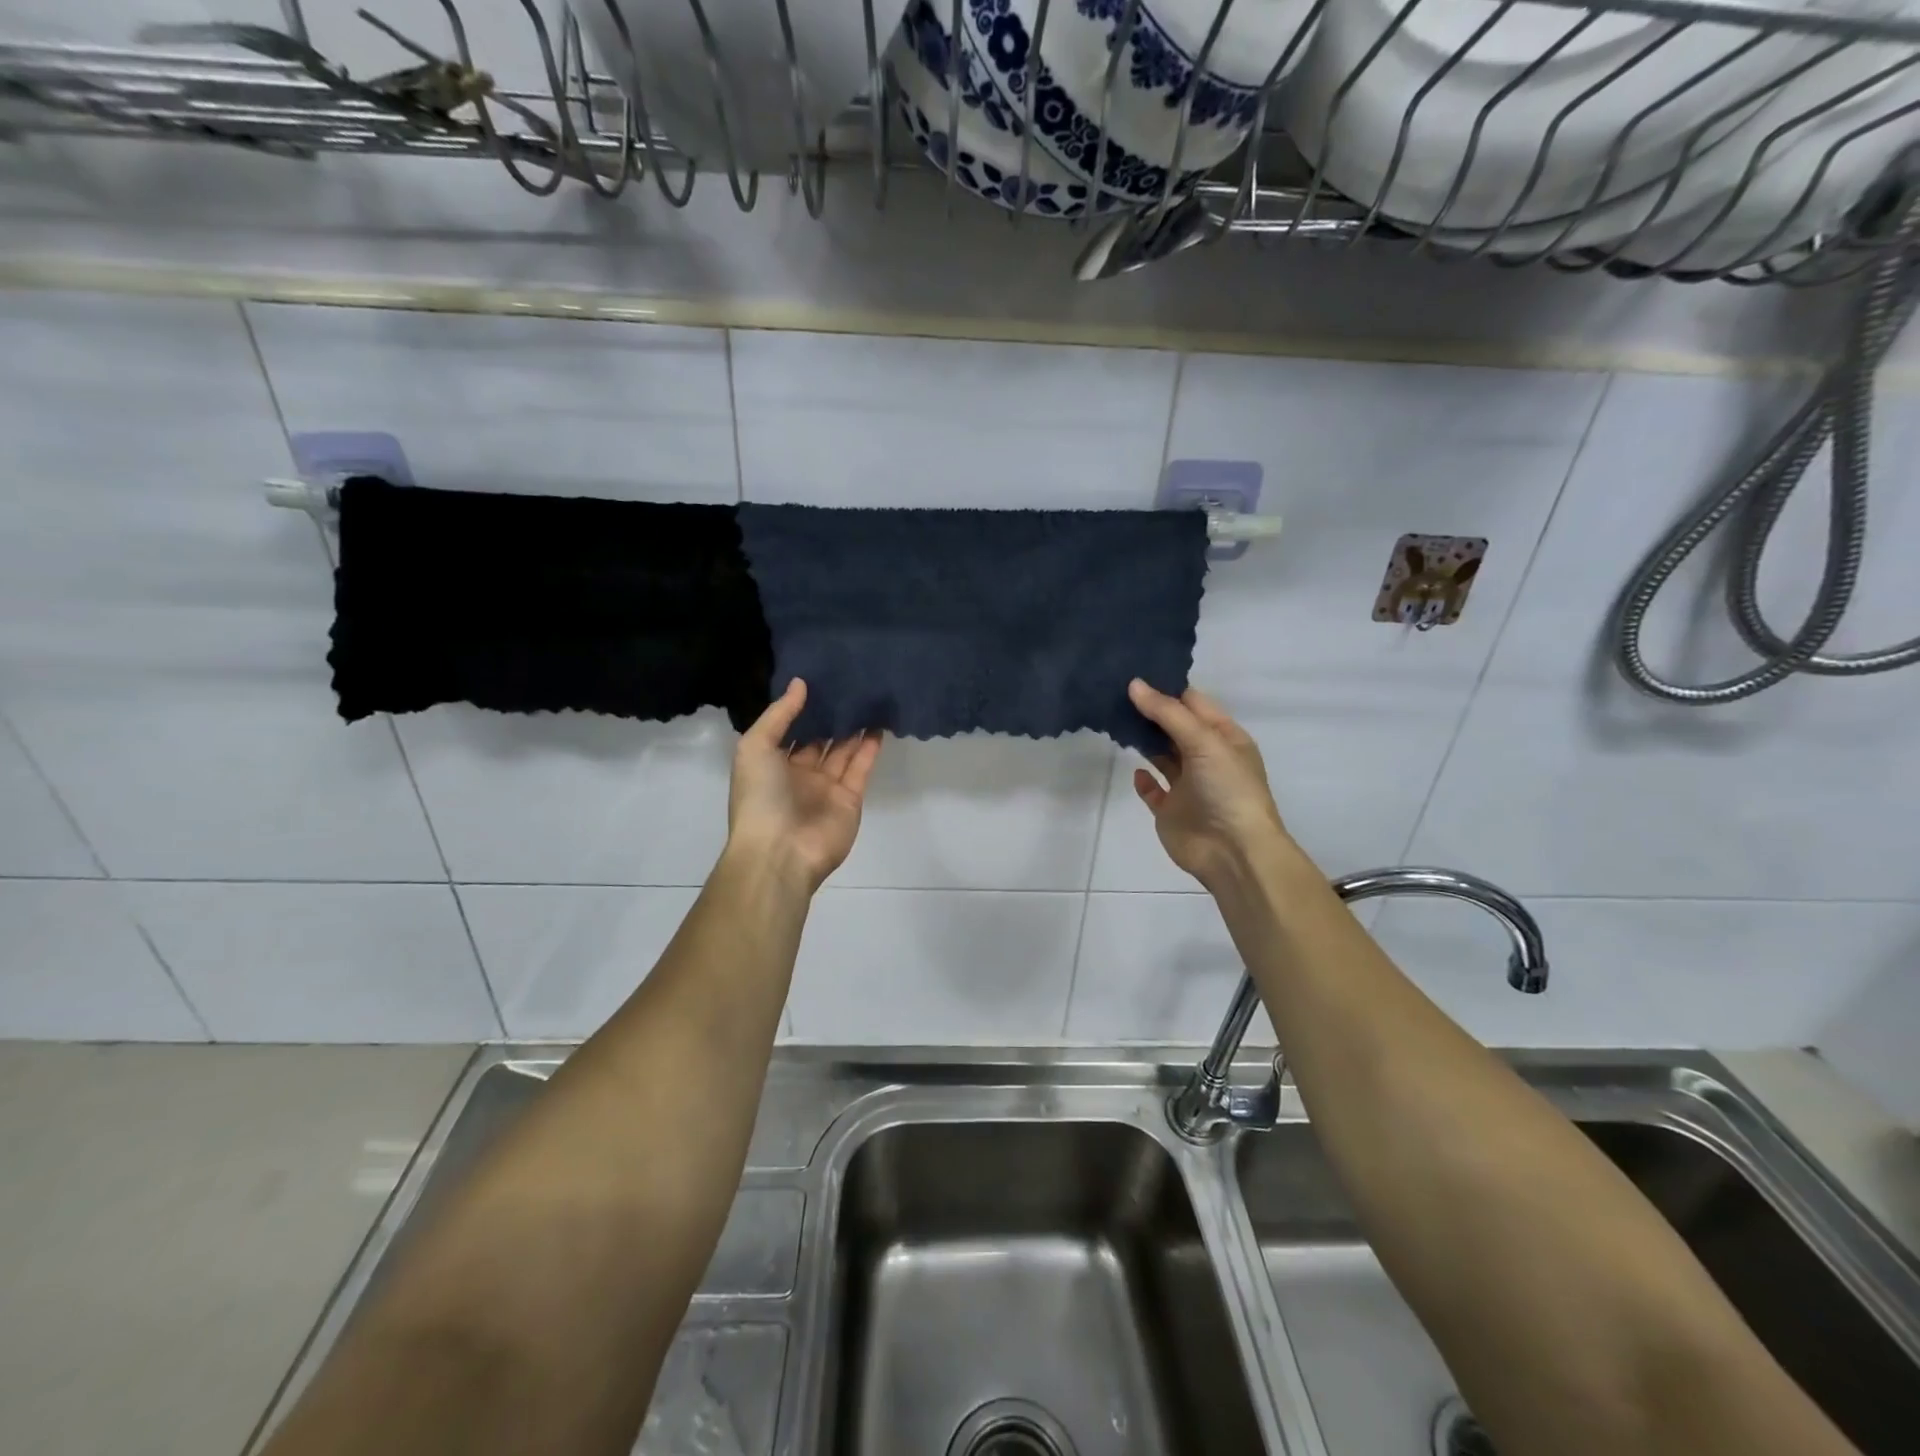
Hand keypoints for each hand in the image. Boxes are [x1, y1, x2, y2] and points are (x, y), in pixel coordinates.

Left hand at [728, 679, 881, 892]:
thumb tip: (800, 683)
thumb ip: (779, 714)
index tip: (818, 679)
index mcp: (770, 764)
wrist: (780, 851)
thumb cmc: (760, 797)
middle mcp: (799, 775)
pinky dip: (870, 747)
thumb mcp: (755, 747)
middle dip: (830, 716)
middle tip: (848, 683)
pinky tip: (878, 722)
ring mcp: (826, 788)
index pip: (789, 731)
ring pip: (843, 751)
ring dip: (854, 727)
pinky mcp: (850, 798)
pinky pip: (861, 767)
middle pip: (818, 739)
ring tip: (868, 697)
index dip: (802, 708)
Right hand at [1127, 679, 1292, 892]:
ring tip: (1114, 720)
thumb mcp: (1205, 742)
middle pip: (1174, 727)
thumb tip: (1134, 684)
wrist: (1233, 852)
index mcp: (1224, 738)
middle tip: (1114, 693)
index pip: (1193, 703)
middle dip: (1149, 712)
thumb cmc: (1227, 789)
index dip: (1166, 688)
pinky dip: (1143, 780)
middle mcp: (1207, 758)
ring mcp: (1188, 785)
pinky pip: (1152, 790)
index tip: (1134, 672)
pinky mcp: (1170, 810)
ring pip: (1161, 755)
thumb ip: (1168, 713)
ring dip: (1143, 741)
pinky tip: (1135, 771)